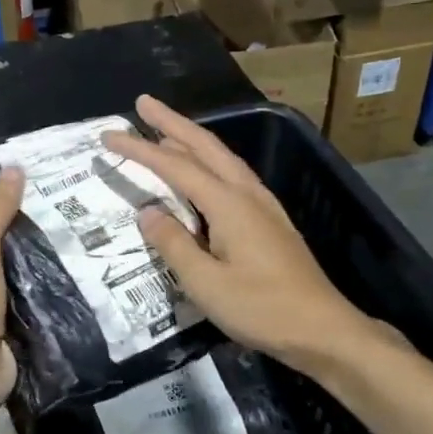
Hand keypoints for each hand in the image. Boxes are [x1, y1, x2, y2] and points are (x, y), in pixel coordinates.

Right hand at [103, 95, 382, 376]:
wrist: (324, 330)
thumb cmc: (262, 309)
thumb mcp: (206, 283)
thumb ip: (173, 244)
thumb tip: (147, 212)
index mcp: (229, 204)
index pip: (174, 166)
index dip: (139, 149)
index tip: (108, 136)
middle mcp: (247, 194)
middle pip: (205, 146)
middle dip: (172, 122)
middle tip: (143, 103)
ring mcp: (263, 205)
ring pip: (222, 158)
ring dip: (191, 139)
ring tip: (165, 131)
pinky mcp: (270, 221)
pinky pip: (232, 176)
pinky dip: (208, 162)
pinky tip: (202, 173)